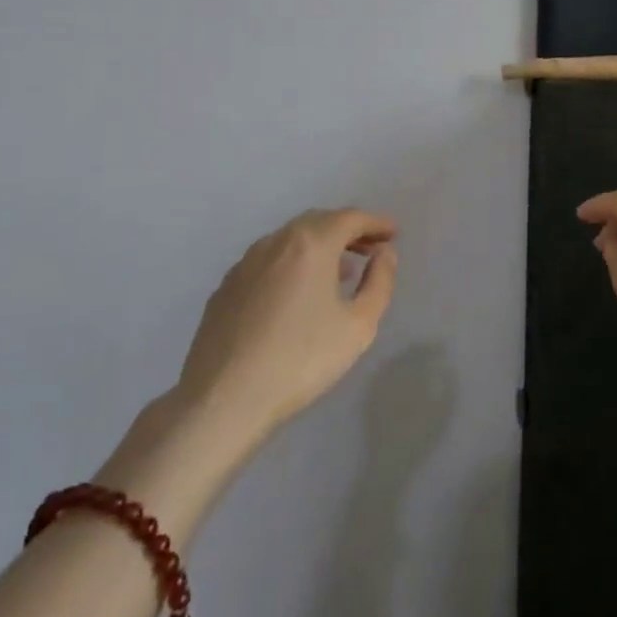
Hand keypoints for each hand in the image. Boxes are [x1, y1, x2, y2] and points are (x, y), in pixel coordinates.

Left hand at [173, 207, 398, 438]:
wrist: (224, 398)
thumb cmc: (301, 359)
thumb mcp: (359, 325)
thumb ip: (379, 282)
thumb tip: (384, 253)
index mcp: (311, 244)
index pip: (350, 218)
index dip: (375, 223)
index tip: (393, 233)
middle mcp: (276, 242)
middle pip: (318, 221)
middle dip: (348, 230)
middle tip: (371, 248)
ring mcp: (246, 262)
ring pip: (290, 239)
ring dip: (320, 245)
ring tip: (340, 270)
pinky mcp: (226, 286)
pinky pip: (269, 260)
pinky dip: (292, 262)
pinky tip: (298, 292)